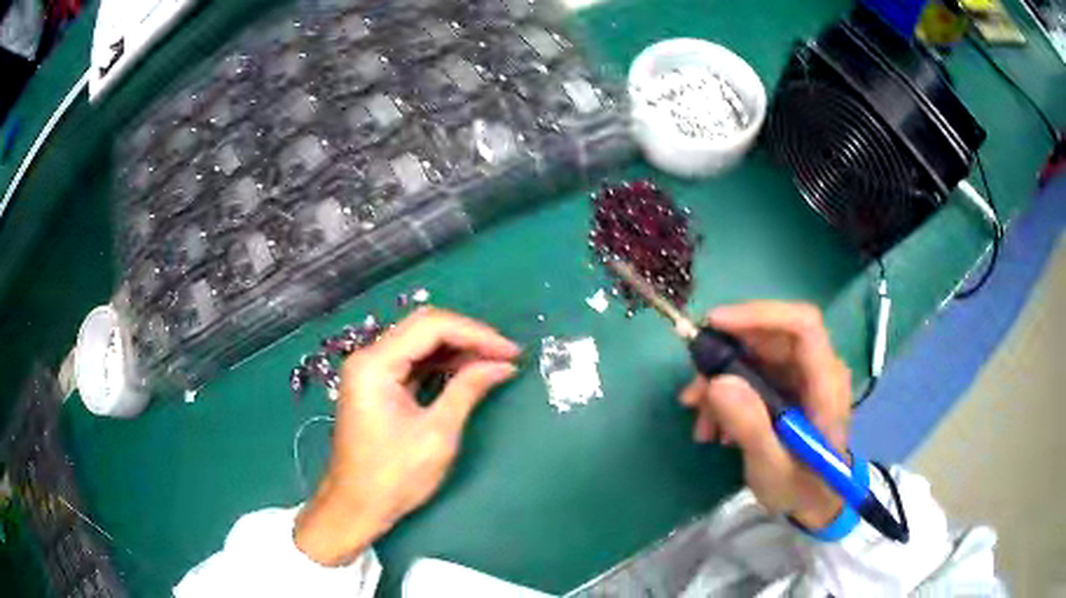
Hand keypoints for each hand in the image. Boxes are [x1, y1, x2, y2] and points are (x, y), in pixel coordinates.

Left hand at [294, 308, 520, 565]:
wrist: (357, 506)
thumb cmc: (394, 476)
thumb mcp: (437, 434)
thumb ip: (468, 390)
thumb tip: (503, 365)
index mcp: (375, 364)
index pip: (431, 326)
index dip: (476, 334)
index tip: (511, 351)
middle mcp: (369, 357)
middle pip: (424, 327)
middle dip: (468, 336)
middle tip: (505, 354)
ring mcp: (370, 370)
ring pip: (420, 342)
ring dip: (457, 349)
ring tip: (494, 361)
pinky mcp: (376, 385)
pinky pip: (413, 362)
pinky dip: (442, 364)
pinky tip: (467, 371)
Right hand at [679, 302, 852, 529]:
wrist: (815, 501)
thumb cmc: (801, 487)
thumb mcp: (772, 467)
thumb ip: (750, 426)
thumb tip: (716, 382)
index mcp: (826, 383)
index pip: (803, 326)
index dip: (760, 315)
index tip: (714, 325)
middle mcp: (817, 368)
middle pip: (771, 337)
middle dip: (726, 358)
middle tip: (694, 392)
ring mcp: (803, 376)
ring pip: (756, 355)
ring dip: (721, 382)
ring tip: (701, 423)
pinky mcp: (788, 385)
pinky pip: (753, 373)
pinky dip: (728, 394)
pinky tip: (714, 425)